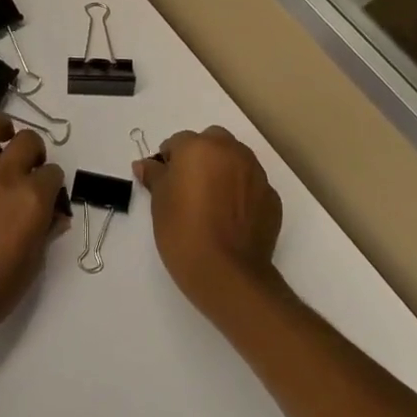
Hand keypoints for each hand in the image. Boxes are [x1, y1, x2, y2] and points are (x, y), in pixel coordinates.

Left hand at [0, 111, 65, 345]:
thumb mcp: (33, 264)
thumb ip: (46, 231)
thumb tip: (56, 216)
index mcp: (33, 198)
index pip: (54, 173)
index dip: (51, 184)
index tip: (45, 197)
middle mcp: (6, 175)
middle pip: (29, 140)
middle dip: (33, 152)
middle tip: (25, 169)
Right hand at [135, 125, 282, 322]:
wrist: (227, 273)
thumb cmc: (183, 232)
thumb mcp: (159, 203)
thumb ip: (155, 176)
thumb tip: (145, 164)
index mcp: (200, 147)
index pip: (178, 142)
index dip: (169, 161)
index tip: (165, 182)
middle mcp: (231, 151)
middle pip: (212, 142)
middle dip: (200, 157)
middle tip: (189, 187)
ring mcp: (256, 173)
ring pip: (235, 160)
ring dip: (224, 171)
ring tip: (212, 204)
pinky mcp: (272, 198)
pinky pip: (251, 186)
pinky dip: (242, 193)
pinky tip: (231, 219)